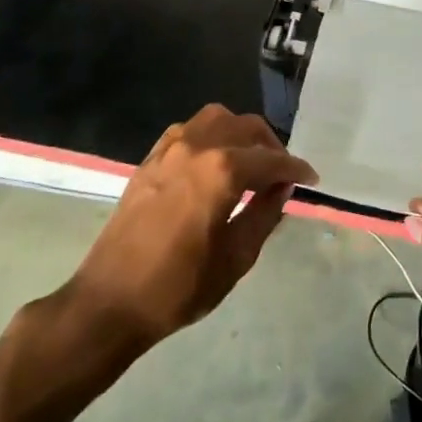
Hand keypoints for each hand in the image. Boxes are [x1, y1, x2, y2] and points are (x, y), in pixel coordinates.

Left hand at [50, 106, 317, 357]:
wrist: (109, 302)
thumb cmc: (179, 287)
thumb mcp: (236, 257)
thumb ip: (265, 214)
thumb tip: (282, 188)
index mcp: (223, 171)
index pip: (272, 160)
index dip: (296, 169)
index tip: (312, 180)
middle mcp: (198, 147)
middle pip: (246, 128)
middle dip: (271, 147)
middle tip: (282, 175)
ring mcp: (170, 149)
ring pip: (217, 119)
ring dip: (240, 134)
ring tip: (250, 163)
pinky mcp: (150, 159)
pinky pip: (189, 131)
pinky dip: (211, 137)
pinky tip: (214, 163)